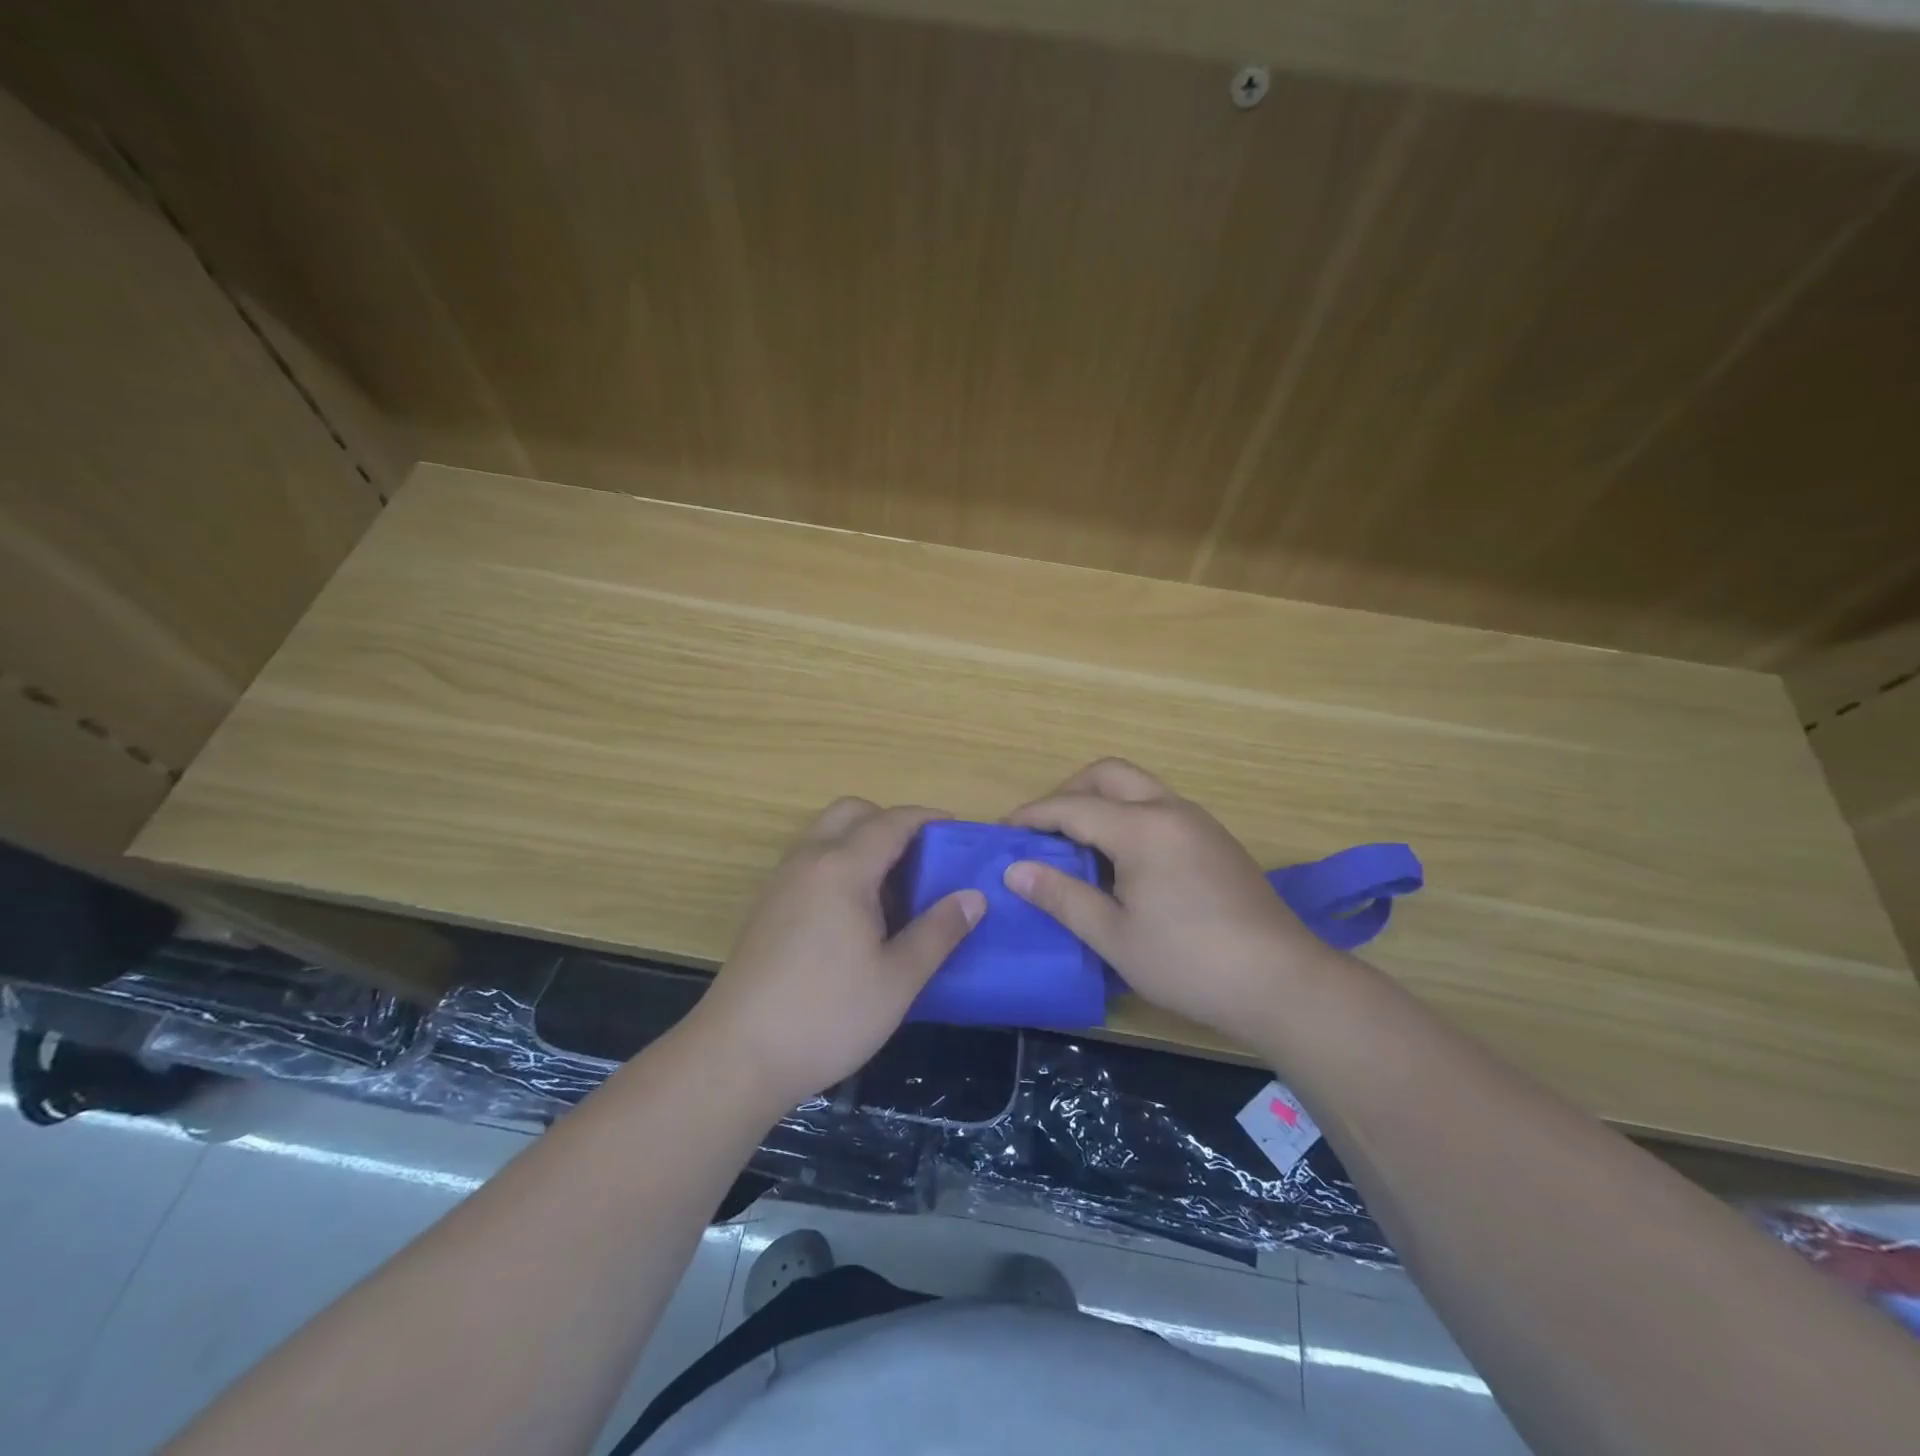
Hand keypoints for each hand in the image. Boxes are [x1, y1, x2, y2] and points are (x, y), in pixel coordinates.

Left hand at [690, 797, 984, 1112]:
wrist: (737, 1056)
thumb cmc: (827, 1015)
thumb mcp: (898, 979)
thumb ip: (938, 932)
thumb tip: (973, 897)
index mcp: (843, 868)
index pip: (892, 822)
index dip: (927, 819)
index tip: (957, 832)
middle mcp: (808, 861)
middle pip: (851, 812)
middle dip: (889, 821)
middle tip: (920, 859)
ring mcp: (781, 882)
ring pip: (825, 835)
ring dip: (860, 842)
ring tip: (892, 890)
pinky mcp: (766, 907)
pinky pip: (809, 862)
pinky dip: (838, 865)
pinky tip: (854, 916)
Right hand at [1004, 758, 1333, 1040]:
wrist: (1283, 983)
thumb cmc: (1189, 962)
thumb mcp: (1114, 936)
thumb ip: (1061, 896)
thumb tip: (1015, 870)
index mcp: (1141, 828)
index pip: (1072, 806)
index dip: (1032, 816)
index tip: (1002, 831)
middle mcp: (1170, 810)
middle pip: (1108, 774)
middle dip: (1068, 792)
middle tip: (1042, 829)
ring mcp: (1199, 822)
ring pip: (1138, 788)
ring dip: (1101, 802)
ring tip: (1076, 844)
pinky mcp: (1216, 841)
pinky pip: (1160, 808)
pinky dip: (1128, 817)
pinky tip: (1121, 861)